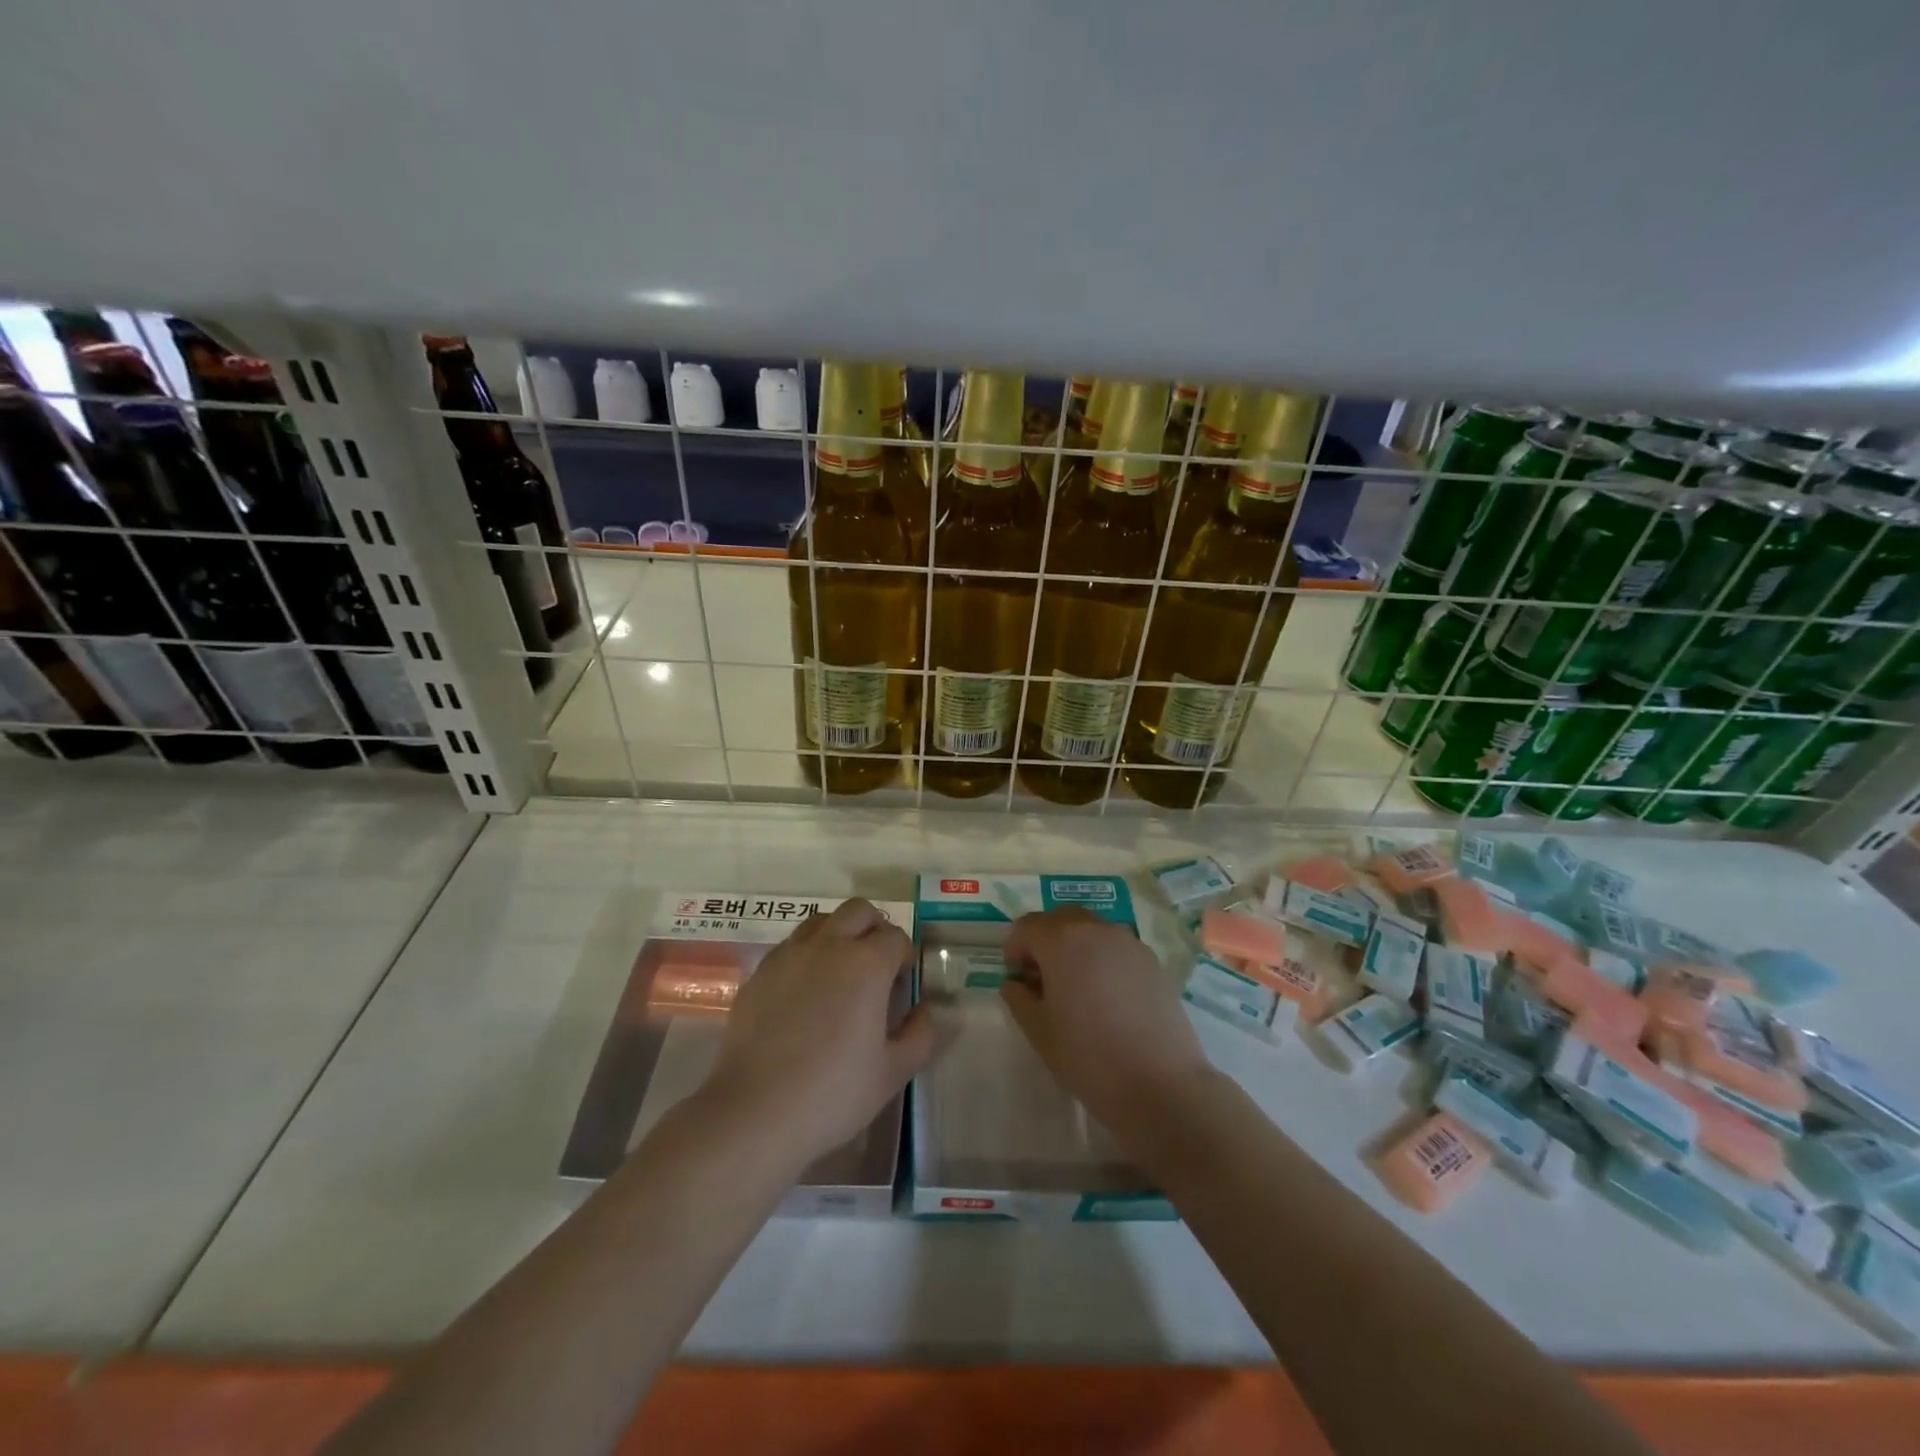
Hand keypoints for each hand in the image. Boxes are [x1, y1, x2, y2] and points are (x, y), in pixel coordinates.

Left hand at [703, 898, 933, 1163]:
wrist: (754, 1113)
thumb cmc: (833, 1094)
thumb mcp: (893, 1073)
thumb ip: (919, 1035)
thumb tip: (921, 1010)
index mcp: (866, 964)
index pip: (896, 938)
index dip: (905, 958)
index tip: (902, 986)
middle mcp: (828, 946)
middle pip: (859, 911)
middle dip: (874, 929)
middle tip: (876, 967)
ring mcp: (789, 955)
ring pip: (822, 921)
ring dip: (839, 935)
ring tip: (840, 975)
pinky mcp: (759, 973)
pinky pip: (791, 946)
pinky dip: (807, 955)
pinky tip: (805, 995)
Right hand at [1000, 908, 1214, 1129]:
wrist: (1160, 1085)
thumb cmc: (1088, 1057)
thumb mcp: (1039, 1031)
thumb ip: (1019, 998)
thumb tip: (1015, 983)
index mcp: (1062, 941)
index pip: (1027, 926)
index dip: (1015, 949)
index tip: (1018, 980)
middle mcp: (1096, 929)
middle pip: (1061, 919)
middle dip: (1046, 940)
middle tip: (1043, 979)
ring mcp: (1129, 943)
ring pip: (1092, 930)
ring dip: (1076, 947)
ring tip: (1077, 989)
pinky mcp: (1153, 961)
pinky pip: (1117, 948)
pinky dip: (1103, 959)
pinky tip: (1108, 998)